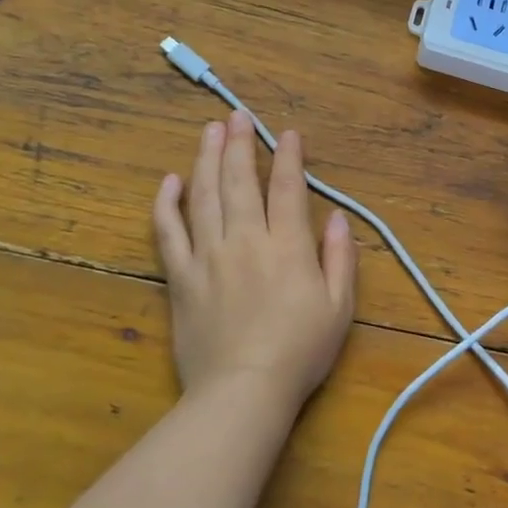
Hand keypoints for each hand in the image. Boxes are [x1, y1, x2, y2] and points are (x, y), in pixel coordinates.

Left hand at [152, 110, 356, 413]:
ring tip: (209, 131)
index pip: (288, 188)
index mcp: (287, 245)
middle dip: (241, 144)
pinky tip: (170, 181)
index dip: (289, 157)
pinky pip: (168, 232)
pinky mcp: (180, 277)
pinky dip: (167, 204)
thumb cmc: (299, 351)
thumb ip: (340, 258)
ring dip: (207, 159)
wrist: (242, 392)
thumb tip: (338, 218)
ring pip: (205, 195)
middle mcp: (246, 239)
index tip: (288, 133)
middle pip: (240, 181)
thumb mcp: (339, 307)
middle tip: (237, 116)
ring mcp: (208, 256)